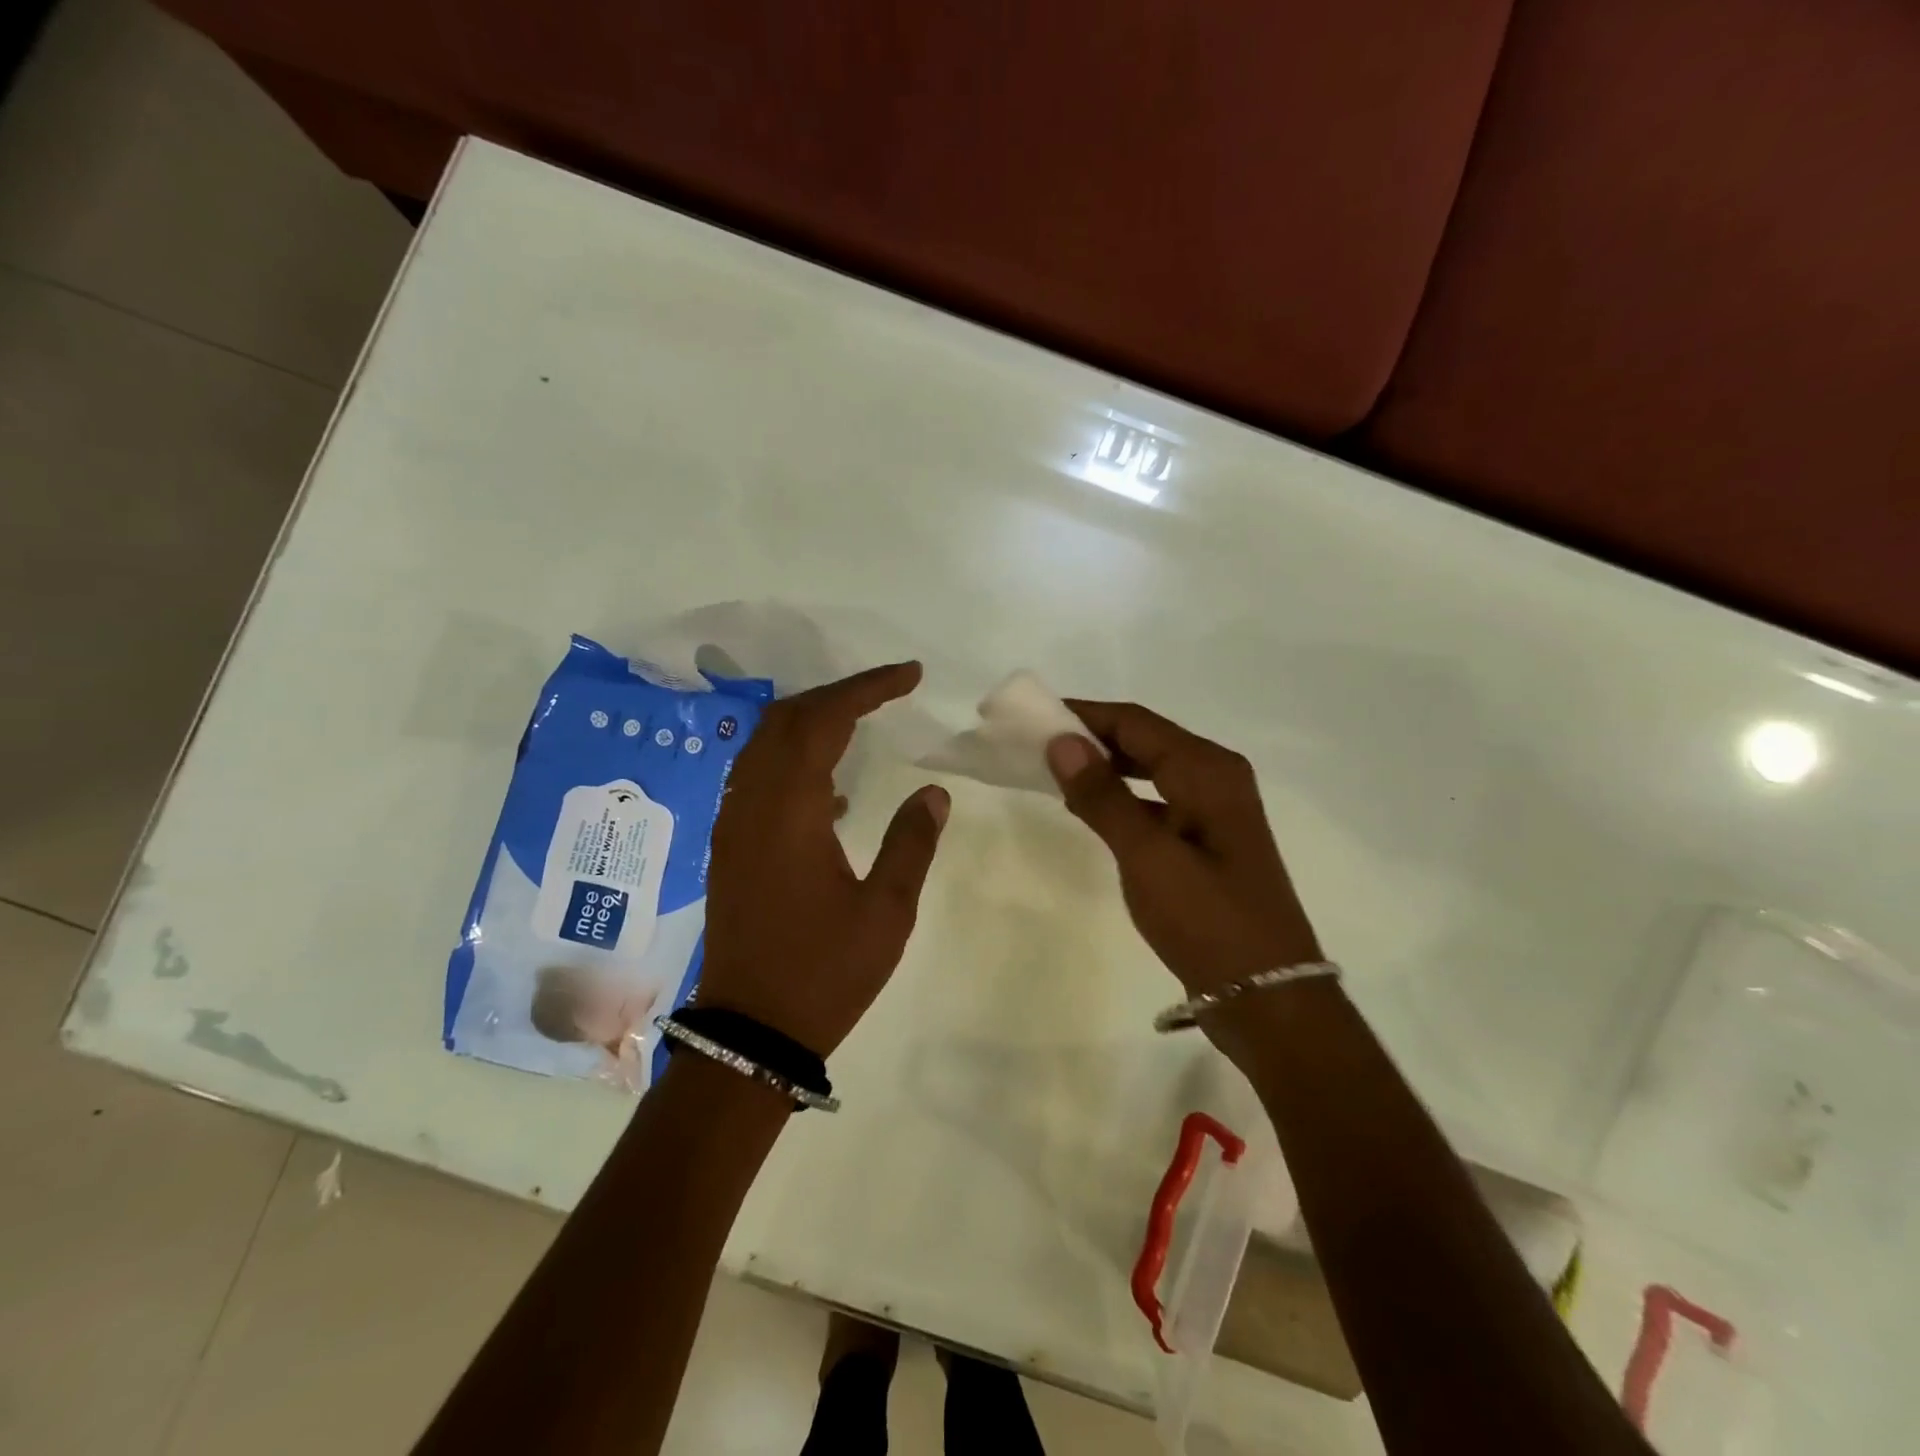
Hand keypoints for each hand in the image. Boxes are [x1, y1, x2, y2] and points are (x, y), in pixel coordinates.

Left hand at [701, 663, 948, 1055]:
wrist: (750, 1031)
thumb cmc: (824, 971)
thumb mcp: (886, 911)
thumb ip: (912, 841)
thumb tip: (934, 792)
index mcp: (789, 811)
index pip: (825, 720)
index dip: (867, 688)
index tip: (910, 674)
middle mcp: (751, 804)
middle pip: (786, 719)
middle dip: (838, 695)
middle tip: (888, 692)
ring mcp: (733, 824)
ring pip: (765, 745)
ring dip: (811, 722)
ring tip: (861, 723)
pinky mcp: (730, 846)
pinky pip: (758, 777)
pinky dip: (794, 759)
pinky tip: (833, 790)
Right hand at [1046, 702, 1319, 996]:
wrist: (1266, 995)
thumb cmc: (1206, 919)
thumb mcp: (1147, 855)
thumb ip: (1103, 796)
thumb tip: (1061, 741)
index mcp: (1207, 770)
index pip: (1133, 722)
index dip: (1081, 714)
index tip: (1030, 716)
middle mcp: (1216, 777)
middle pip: (1144, 739)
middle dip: (1090, 737)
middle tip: (1034, 742)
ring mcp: (1215, 810)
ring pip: (1150, 770)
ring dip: (1105, 766)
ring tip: (1053, 770)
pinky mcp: (1209, 840)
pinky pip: (1157, 800)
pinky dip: (1123, 798)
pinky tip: (1091, 809)